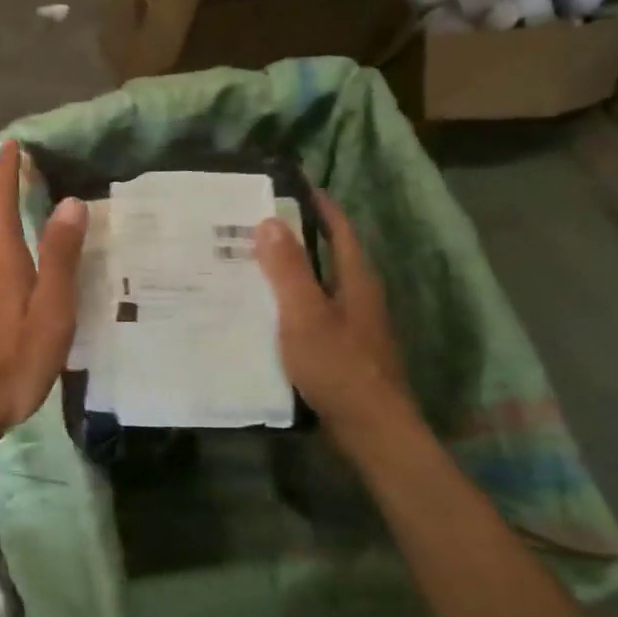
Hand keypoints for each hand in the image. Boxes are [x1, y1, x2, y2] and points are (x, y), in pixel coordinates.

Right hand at [254, 193, 417, 450]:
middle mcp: (358, 296)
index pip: (339, 229)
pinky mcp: (341, 350)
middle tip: (251, 225)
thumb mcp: (306, 314)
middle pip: (327, 255)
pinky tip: (261, 312)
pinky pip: (311, 313)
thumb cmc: (339, 367)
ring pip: (317, 286)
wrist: (371, 430)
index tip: (289, 186)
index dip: (319, 205)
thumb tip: (270, 220)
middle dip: (294, 238)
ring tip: (247, 264)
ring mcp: (352, 325)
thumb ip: (288, 269)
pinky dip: (288, 303)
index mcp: (356, 280)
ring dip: (288, 272)